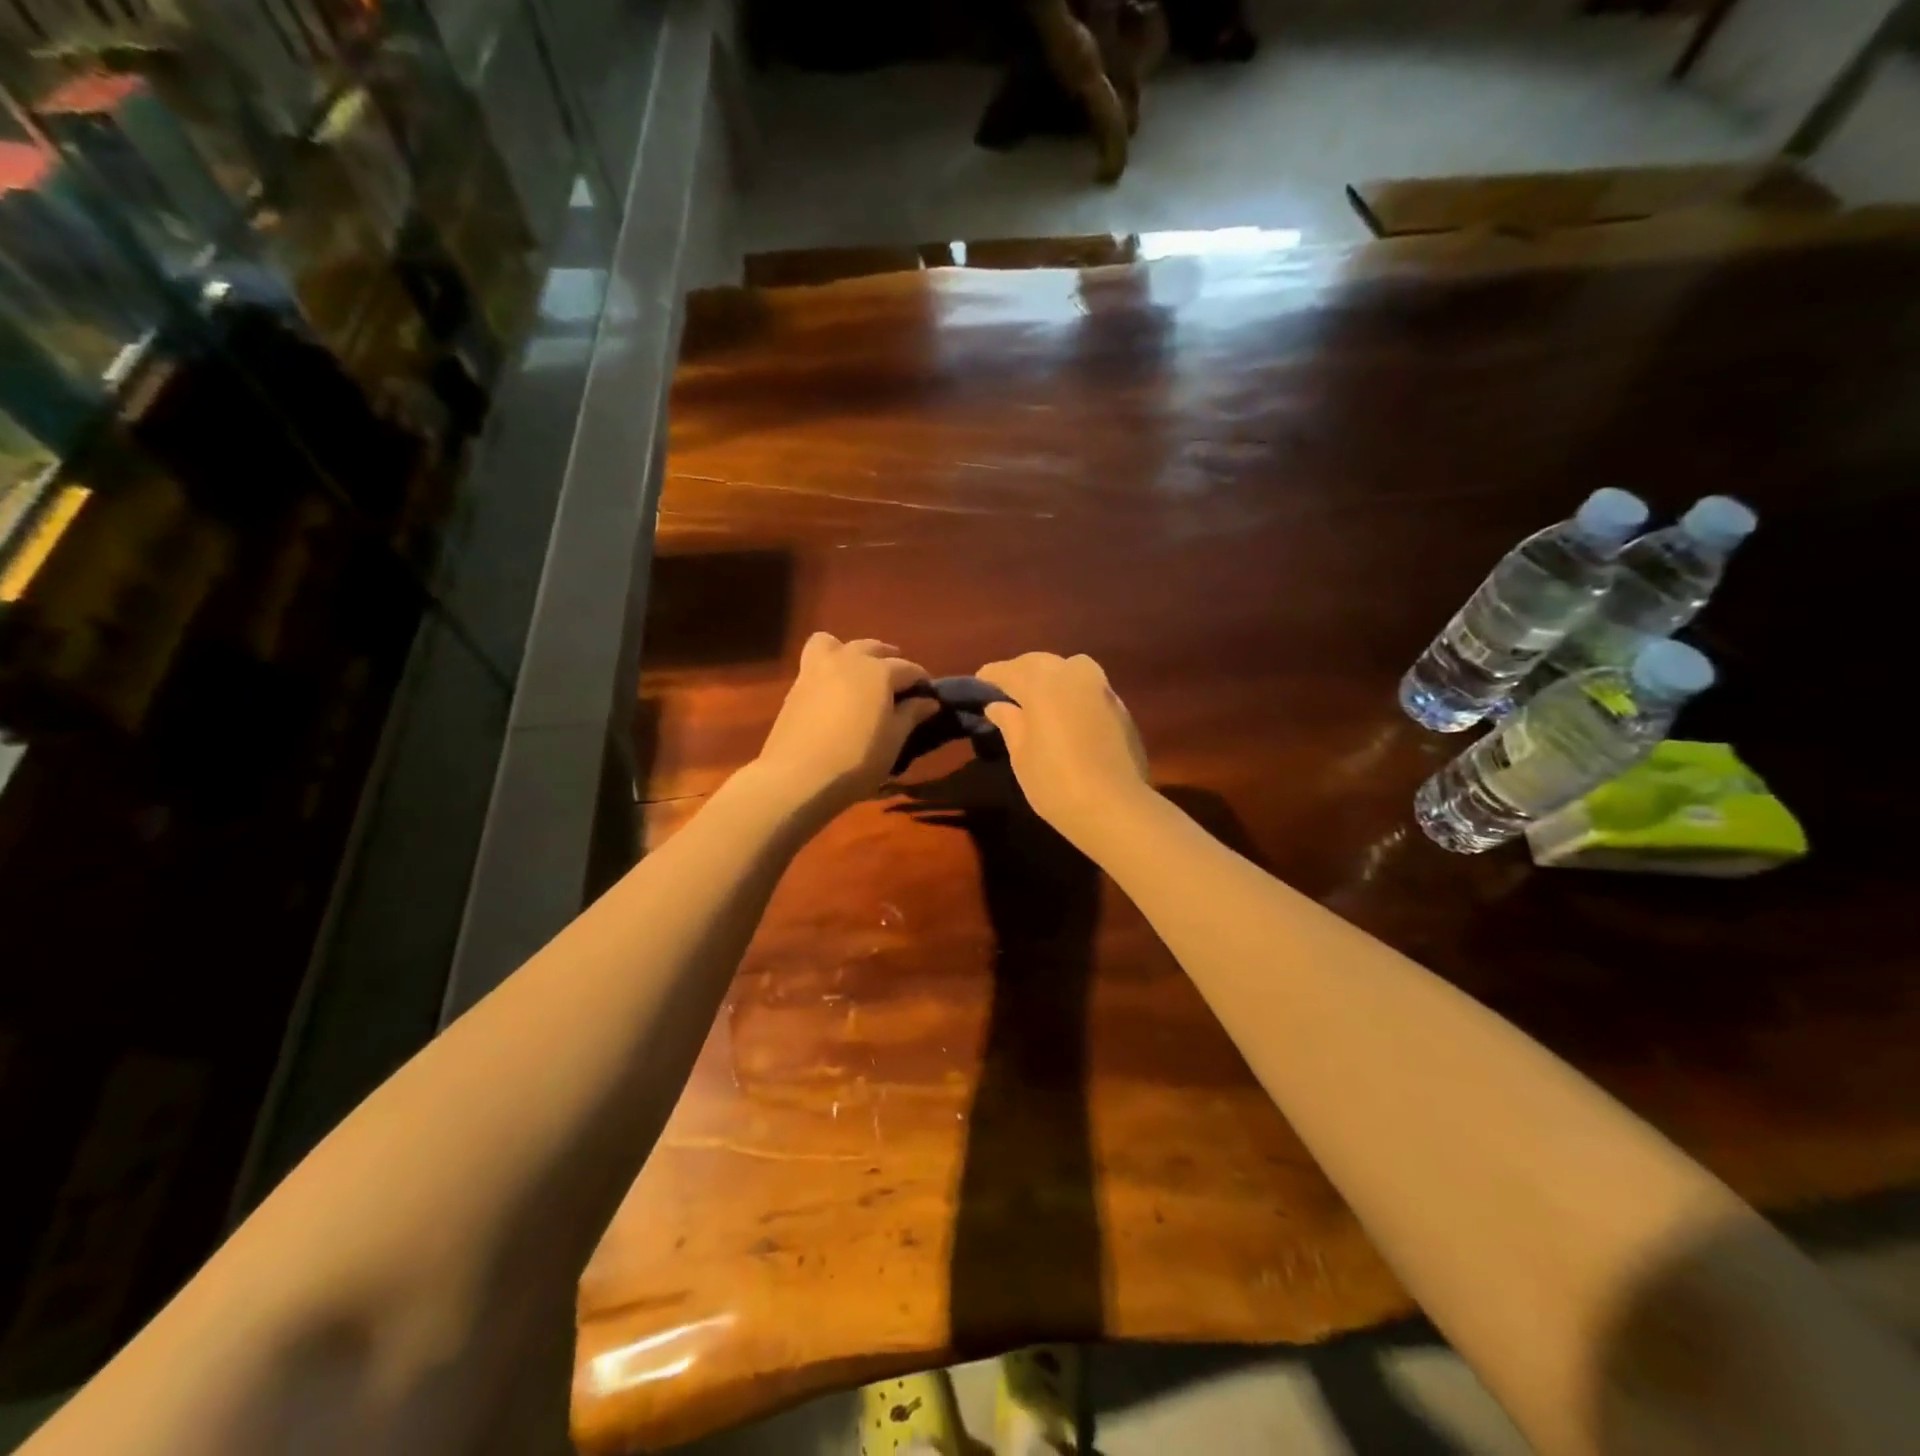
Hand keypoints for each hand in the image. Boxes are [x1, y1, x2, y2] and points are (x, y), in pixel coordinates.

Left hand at [754, 633, 938, 814]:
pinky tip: (835, 689)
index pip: (908, 668)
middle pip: (874, 648)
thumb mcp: (893, 740)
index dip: (921, 680)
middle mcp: (849, 659)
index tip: (929, 695)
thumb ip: (911, 715)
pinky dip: (829, 666)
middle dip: (890, 659)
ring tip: (860, 673)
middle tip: (898, 682)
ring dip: (853, 652)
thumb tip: (929, 701)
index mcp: (879, 671)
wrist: (798, 776)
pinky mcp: (796, 684)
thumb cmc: (857, 759)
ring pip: (838, 643)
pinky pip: (816, 660)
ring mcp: (818, 668)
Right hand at [976, 652, 1152, 850]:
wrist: (1114, 807)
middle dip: (1020, 671)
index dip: (990, 677)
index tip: (979, 686)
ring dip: (1051, 675)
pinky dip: (1073, 691)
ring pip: (1070, 667)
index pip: (1008, 670)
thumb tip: (998, 705)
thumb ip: (1009, 722)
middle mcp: (1072, 675)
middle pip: (1039, 662)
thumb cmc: (1055, 782)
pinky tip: (1068, 713)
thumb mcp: (1021, 755)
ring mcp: (1101, 688)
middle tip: (1005, 692)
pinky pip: (1089, 686)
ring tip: (1039, 698)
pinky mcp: (1120, 706)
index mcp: (1041, 683)